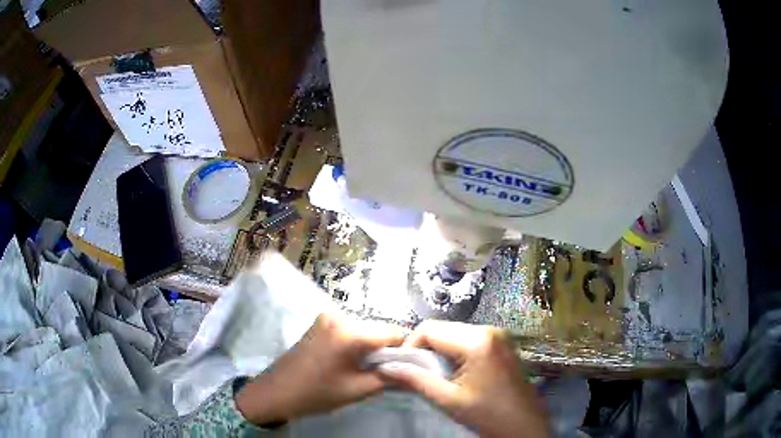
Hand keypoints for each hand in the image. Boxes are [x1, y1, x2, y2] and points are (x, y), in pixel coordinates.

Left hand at [235, 312, 404, 424]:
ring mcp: (327, 317)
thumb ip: (389, 378)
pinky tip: (350, 360)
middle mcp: (340, 316)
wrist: (276, 392)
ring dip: (371, 346)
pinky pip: (350, 329)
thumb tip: (415, 372)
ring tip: (367, 367)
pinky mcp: (320, 322)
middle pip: (378, 329)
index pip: (393, 332)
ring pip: (364, 329)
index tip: (410, 364)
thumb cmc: (317, 393)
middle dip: (387, 348)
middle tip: (387, 370)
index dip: (406, 347)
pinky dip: (356, 342)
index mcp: (350, 333)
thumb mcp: (357, 390)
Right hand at [378, 321, 548, 437]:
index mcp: (477, 340)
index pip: (429, 329)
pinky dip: (455, 353)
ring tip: (437, 377)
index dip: (410, 346)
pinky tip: (455, 374)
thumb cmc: (488, 415)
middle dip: (425, 349)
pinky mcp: (501, 344)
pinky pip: (468, 340)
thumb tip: (385, 368)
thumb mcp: (448, 400)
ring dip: (439, 352)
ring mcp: (498, 335)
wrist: (523, 426)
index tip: (404, 368)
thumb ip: (415, 380)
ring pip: (454, 334)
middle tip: (419, 375)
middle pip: (442, 329)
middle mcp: (489, 330)